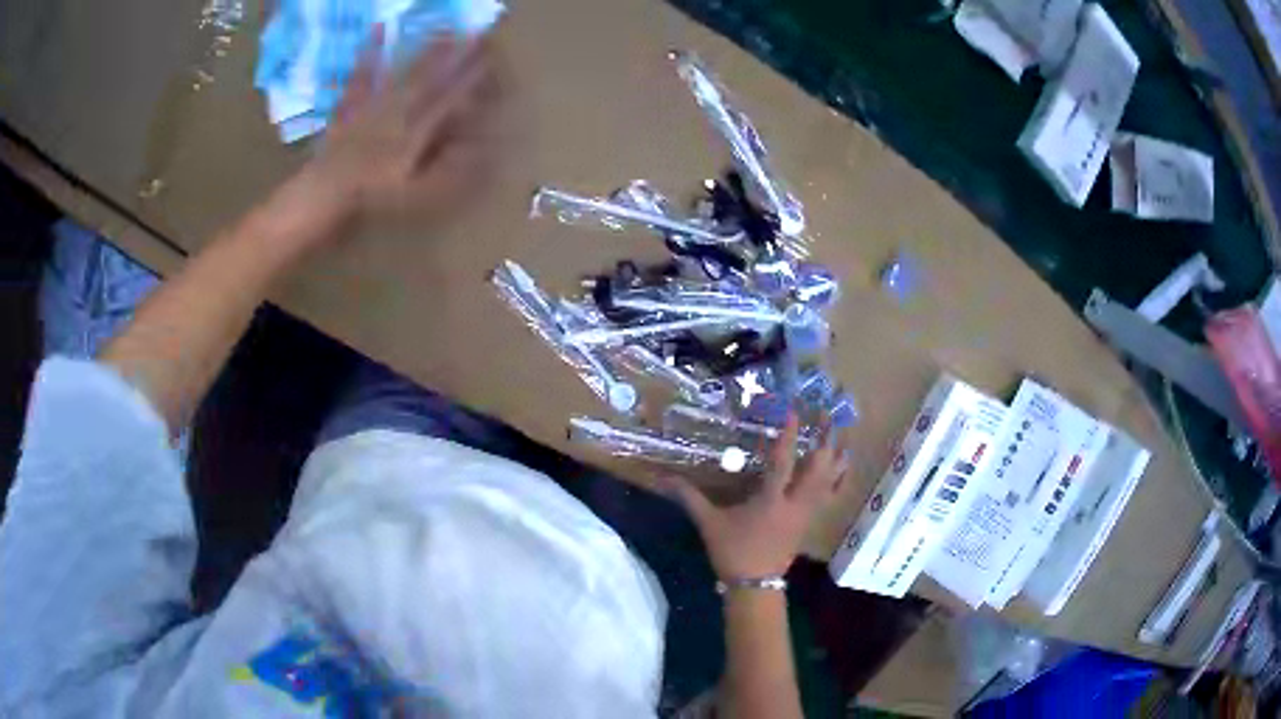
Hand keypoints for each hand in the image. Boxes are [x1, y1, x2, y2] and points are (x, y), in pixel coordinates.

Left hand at [282, 30, 496, 242]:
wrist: (326, 192)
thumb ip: (451, 169)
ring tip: (445, 31)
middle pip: (432, 79)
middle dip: (457, 57)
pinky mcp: (352, 104)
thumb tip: (483, 148)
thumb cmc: (374, 198)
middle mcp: (399, 110)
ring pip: (404, 73)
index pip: (450, 100)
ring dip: (425, 52)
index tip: (490, 59)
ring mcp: (374, 104)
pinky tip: (377, 31)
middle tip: (477, 36)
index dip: (471, 79)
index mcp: (417, 131)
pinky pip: (362, 75)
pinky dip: (369, 53)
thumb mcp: (419, 193)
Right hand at [657, 415, 849, 580]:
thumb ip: (690, 498)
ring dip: (836, 456)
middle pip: (818, 469)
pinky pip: (831, 495)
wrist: (755, 585)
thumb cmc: (732, 552)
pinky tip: (844, 465)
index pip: (783, 463)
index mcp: (769, 501)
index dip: (789, 437)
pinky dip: (839, 478)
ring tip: (841, 433)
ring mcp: (807, 513)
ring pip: (830, 481)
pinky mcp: (811, 521)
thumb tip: (663, 479)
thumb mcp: (709, 523)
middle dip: (825, 441)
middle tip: (828, 416)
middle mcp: (794, 504)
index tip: (794, 412)